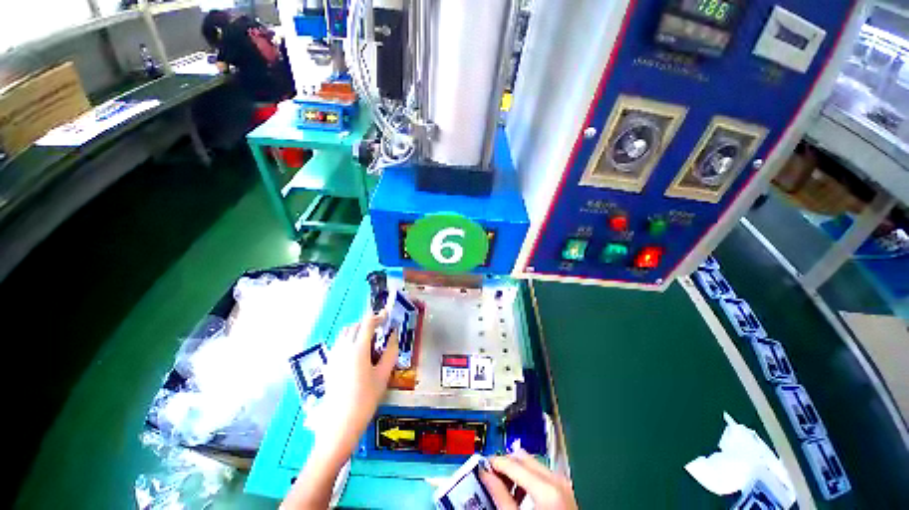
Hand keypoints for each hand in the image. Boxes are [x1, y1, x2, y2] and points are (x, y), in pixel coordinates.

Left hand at [282, 311, 397, 509]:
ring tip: (368, 340)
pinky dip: (348, 340)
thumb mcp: (383, 375)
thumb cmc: (366, 399)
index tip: (387, 315)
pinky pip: (338, 344)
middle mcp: (343, 348)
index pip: (368, 323)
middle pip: (355, 325)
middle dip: (367, 323)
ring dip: (357, 330)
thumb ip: (390, 352)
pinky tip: (356, 354)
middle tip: (380, 329)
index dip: (378, 316)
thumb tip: (394, 336)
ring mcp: (333, 356)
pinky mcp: (328, 365)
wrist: (340, 425)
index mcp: (358, 348)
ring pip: (344, 333)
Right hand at [479, 450, 577, 509]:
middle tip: (490, 476)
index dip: (493, 462)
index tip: (482, 465)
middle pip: (521, 458)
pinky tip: (521, 494)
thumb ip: (500, 495)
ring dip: (515, 471)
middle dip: (504, 465)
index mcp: (546, 487)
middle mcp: (557, 479)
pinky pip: (541, 473)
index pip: (511, 462)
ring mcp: (563, 483)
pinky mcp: (564, 488)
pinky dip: (528, 478)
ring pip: (531, 463)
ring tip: (505, 489)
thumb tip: (485, 475)